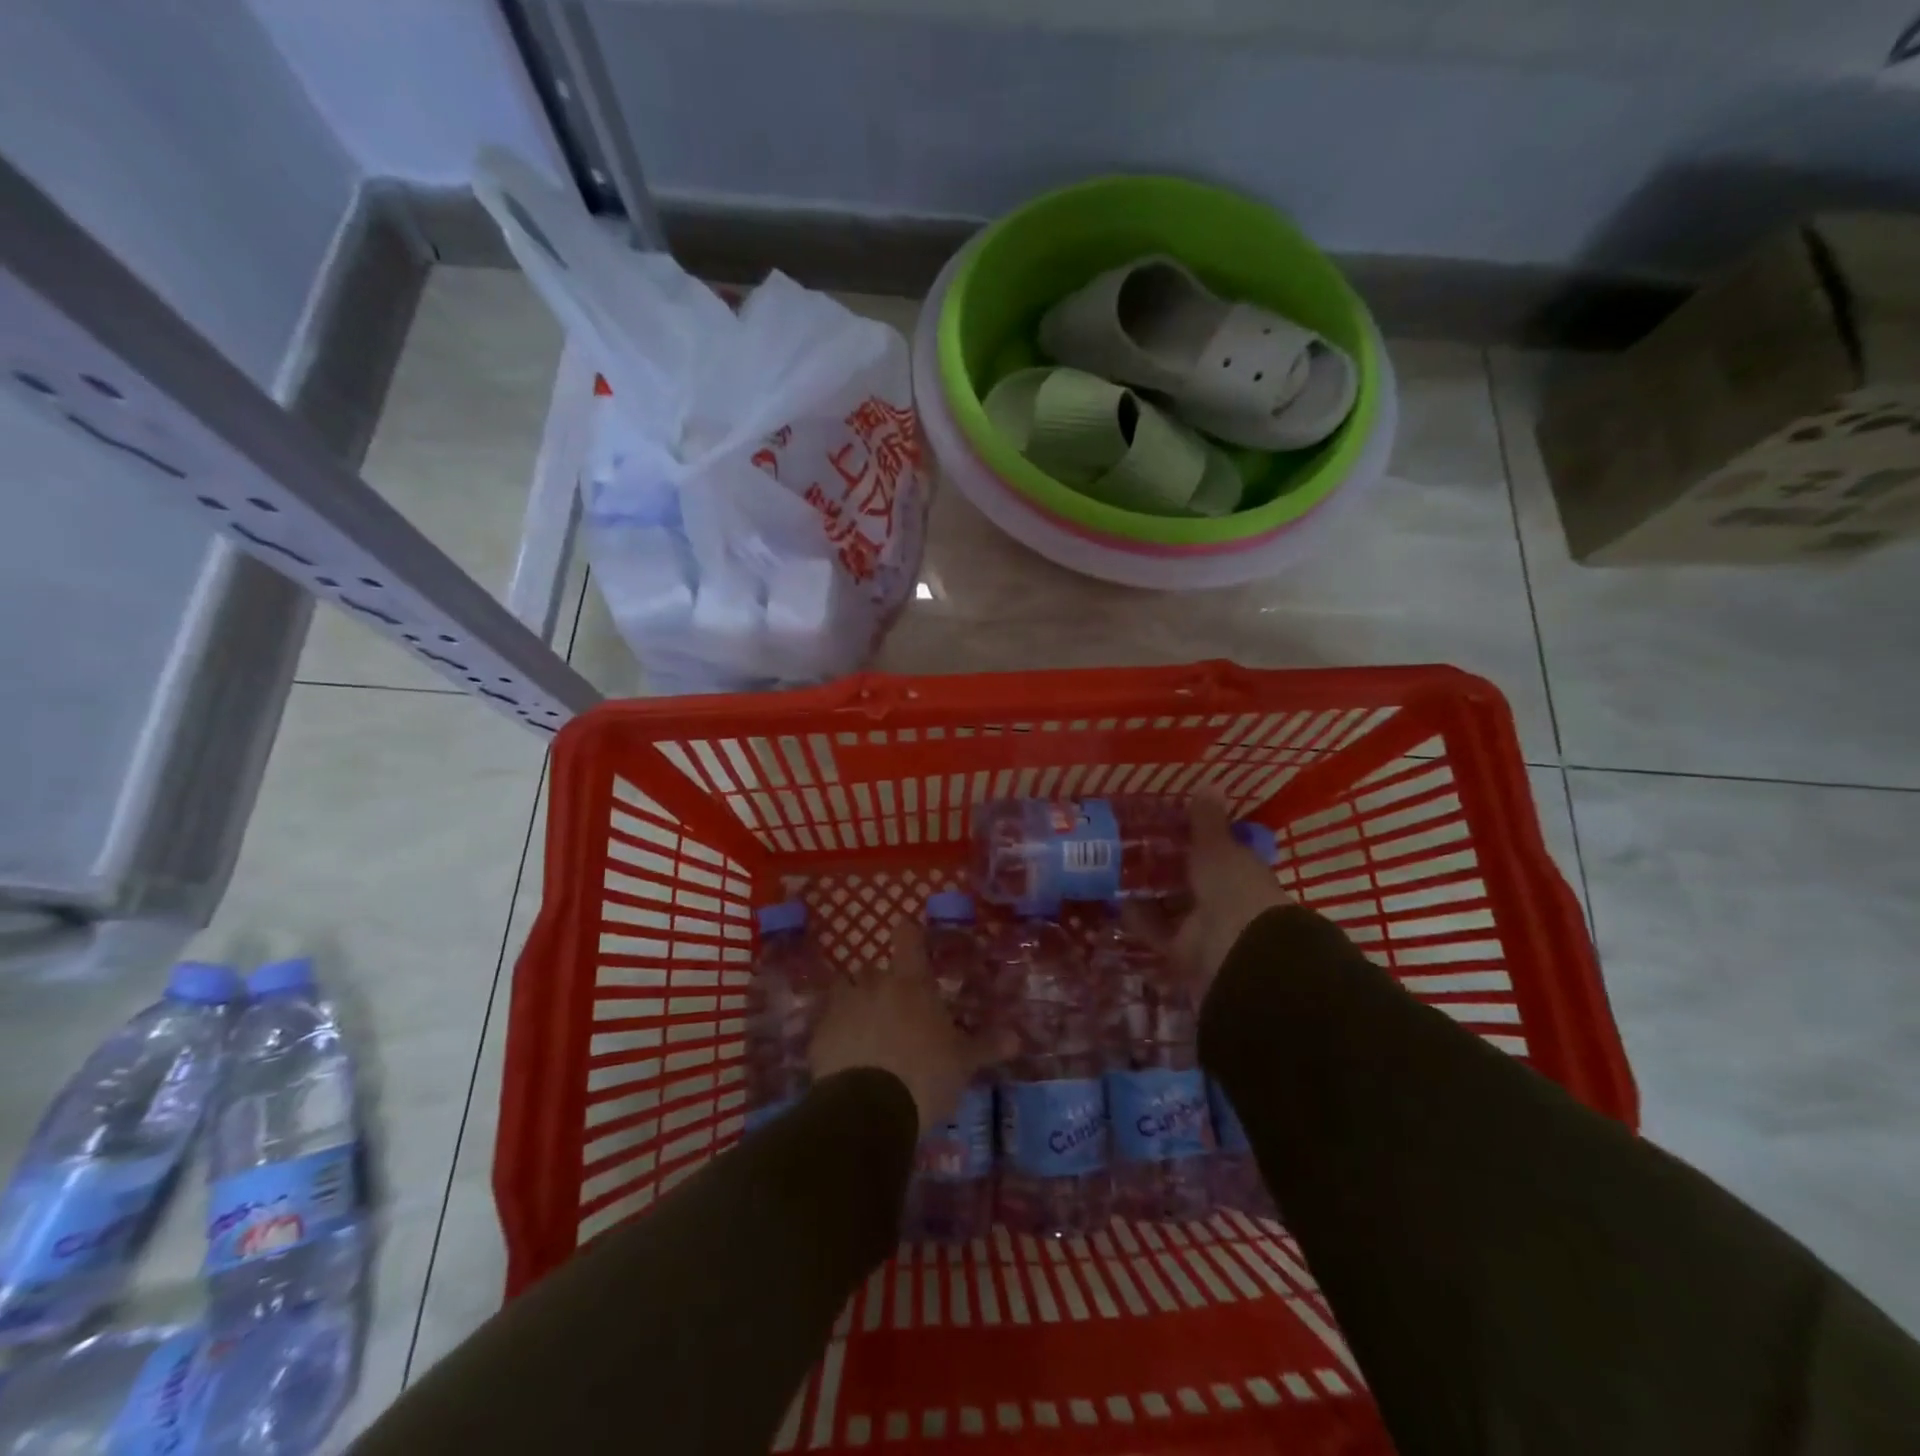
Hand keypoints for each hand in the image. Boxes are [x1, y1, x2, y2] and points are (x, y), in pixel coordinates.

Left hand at [810, 919, 1010, 1134]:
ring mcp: (842, 1007)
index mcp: (910, 982)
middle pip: (874, 969)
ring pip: (845, 990)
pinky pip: (827, 1023)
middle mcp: (873, 984)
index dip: (909, 935)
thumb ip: (986, 1046)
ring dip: (855, 1003)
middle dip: (883, 984)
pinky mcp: (818, 1035)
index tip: (912, 940)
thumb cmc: (924, 1076)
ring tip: (866, 1029)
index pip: (907, 936)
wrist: (867, 1111)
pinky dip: (836, 1033)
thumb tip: (1017, 1037)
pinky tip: (845, 1056)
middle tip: (898, 1010)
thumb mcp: (963, 1063)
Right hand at [1127, 793, 1290, 994]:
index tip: (1163, 822)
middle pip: (1188, 878)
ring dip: (1146, 891)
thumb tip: (1209, 784)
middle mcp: (1223, 897)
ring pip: (1169, 904)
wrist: (1237, 949)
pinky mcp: (1181, 950)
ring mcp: (1202, 926)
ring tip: (1113, 870)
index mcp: (1240, 870)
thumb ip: (1206, 820)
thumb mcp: (1217, 846)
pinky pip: (1155, 929)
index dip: (1192, 836)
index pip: (1216, 849)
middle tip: (1127, 844)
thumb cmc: (1233, 886)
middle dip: (1163, 865)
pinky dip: (1137, 918)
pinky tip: (1114, 901)